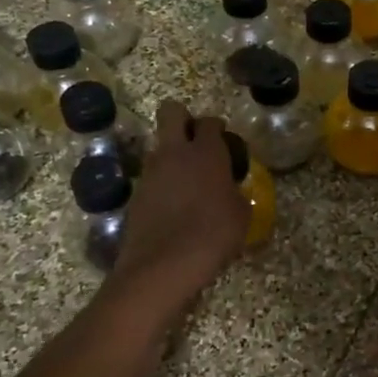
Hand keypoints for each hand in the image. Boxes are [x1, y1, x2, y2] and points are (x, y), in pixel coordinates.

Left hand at [109, 100, 248, 311]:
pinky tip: (174, 207)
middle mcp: (174, 153)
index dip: (217, 127)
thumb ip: (236, 193)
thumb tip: (229, 190)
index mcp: (206, 152)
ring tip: (187, 182)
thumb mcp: (241, 215)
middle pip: (171, 111)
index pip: (210, 122)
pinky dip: (162, 184)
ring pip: (159, 146)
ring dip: (171, 155)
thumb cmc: (214, 235)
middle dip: (183, 119)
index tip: (224, 140)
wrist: (164, 265)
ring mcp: (150, 172)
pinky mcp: (136, 194)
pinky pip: (151, 177)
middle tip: (196, 142)